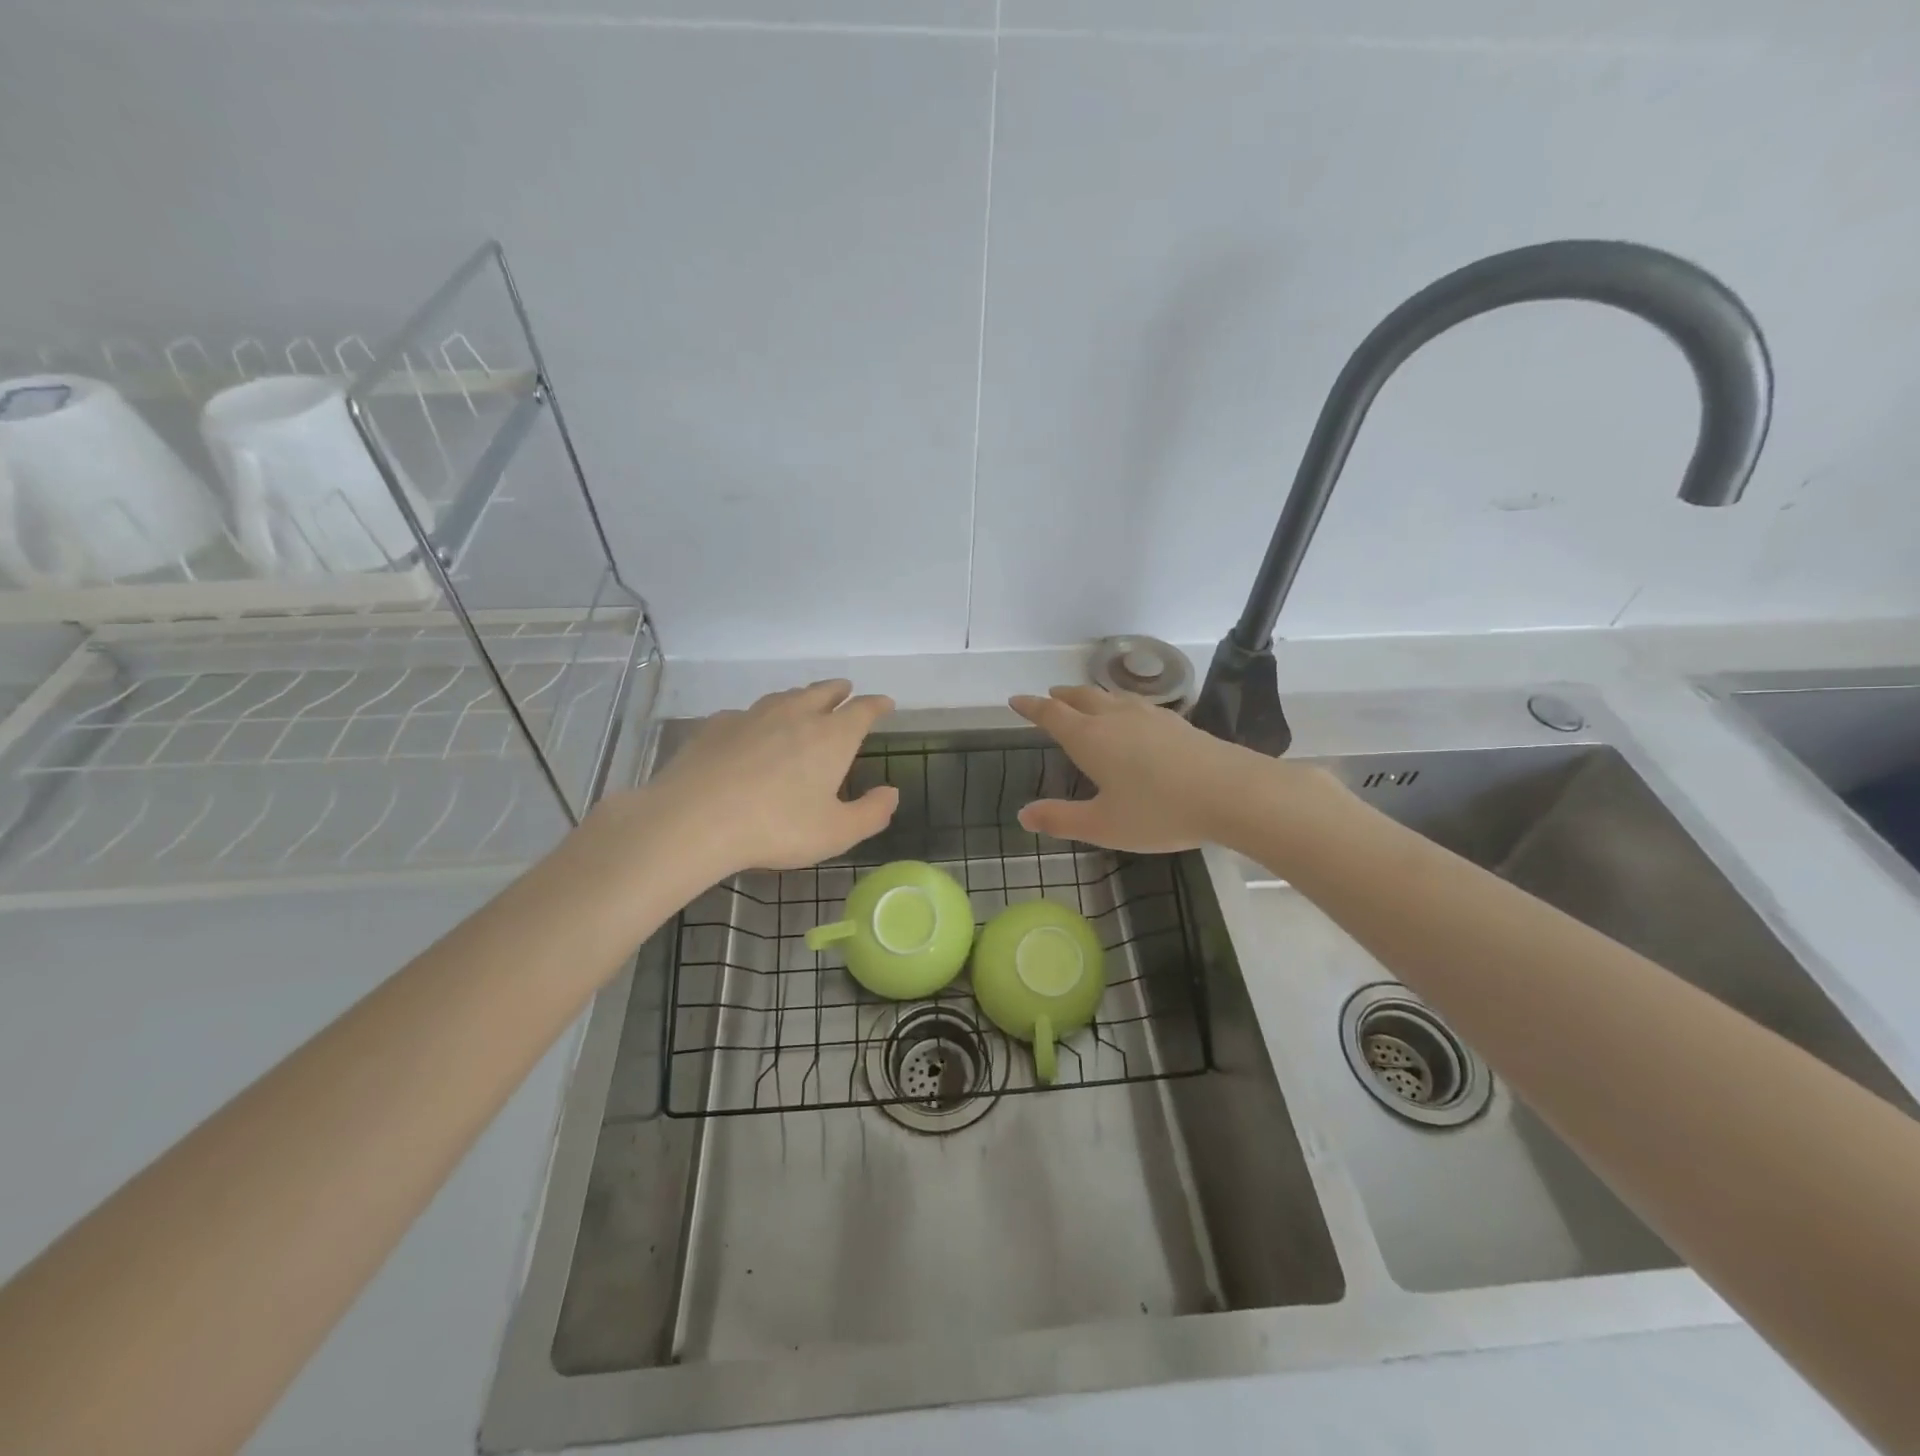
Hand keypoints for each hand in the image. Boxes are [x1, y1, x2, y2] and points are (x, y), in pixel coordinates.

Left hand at [596, 680, 897, 881]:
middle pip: (823, 692)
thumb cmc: (776, 827)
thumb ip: (871, 813)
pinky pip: (748, 713)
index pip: (862, 710)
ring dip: (801, 696)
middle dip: (839, 690)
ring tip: (804, 702)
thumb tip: (892, 792)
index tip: (886, 703)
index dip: (877, 705)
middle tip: (846, 690)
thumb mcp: (836, 833)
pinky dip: (760, 717)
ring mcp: (753, 715)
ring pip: (785, 697)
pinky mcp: (717, 725)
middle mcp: (796, 715)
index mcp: (831, 737)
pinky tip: (753, 729)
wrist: (694, 819)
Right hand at [1009, 685, 1285, 853]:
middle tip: (1049, 696)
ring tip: (1085, 700)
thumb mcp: (1103, 825)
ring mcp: (1149, 717)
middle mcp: (1116, 718)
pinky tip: (1132, 717)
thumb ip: (1061, 819)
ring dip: (1091, 696)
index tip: (1016, 699)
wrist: (1230, 792)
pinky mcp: (1177, 723)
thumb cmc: (1159, 811)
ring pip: (1111, 697)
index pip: (1052, 715)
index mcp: (1090, 738)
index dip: (1032, 707)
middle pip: (1082, 698)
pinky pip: (1136, 705)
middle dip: (1061, 697)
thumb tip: (1023, 814)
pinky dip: (1120, 705)